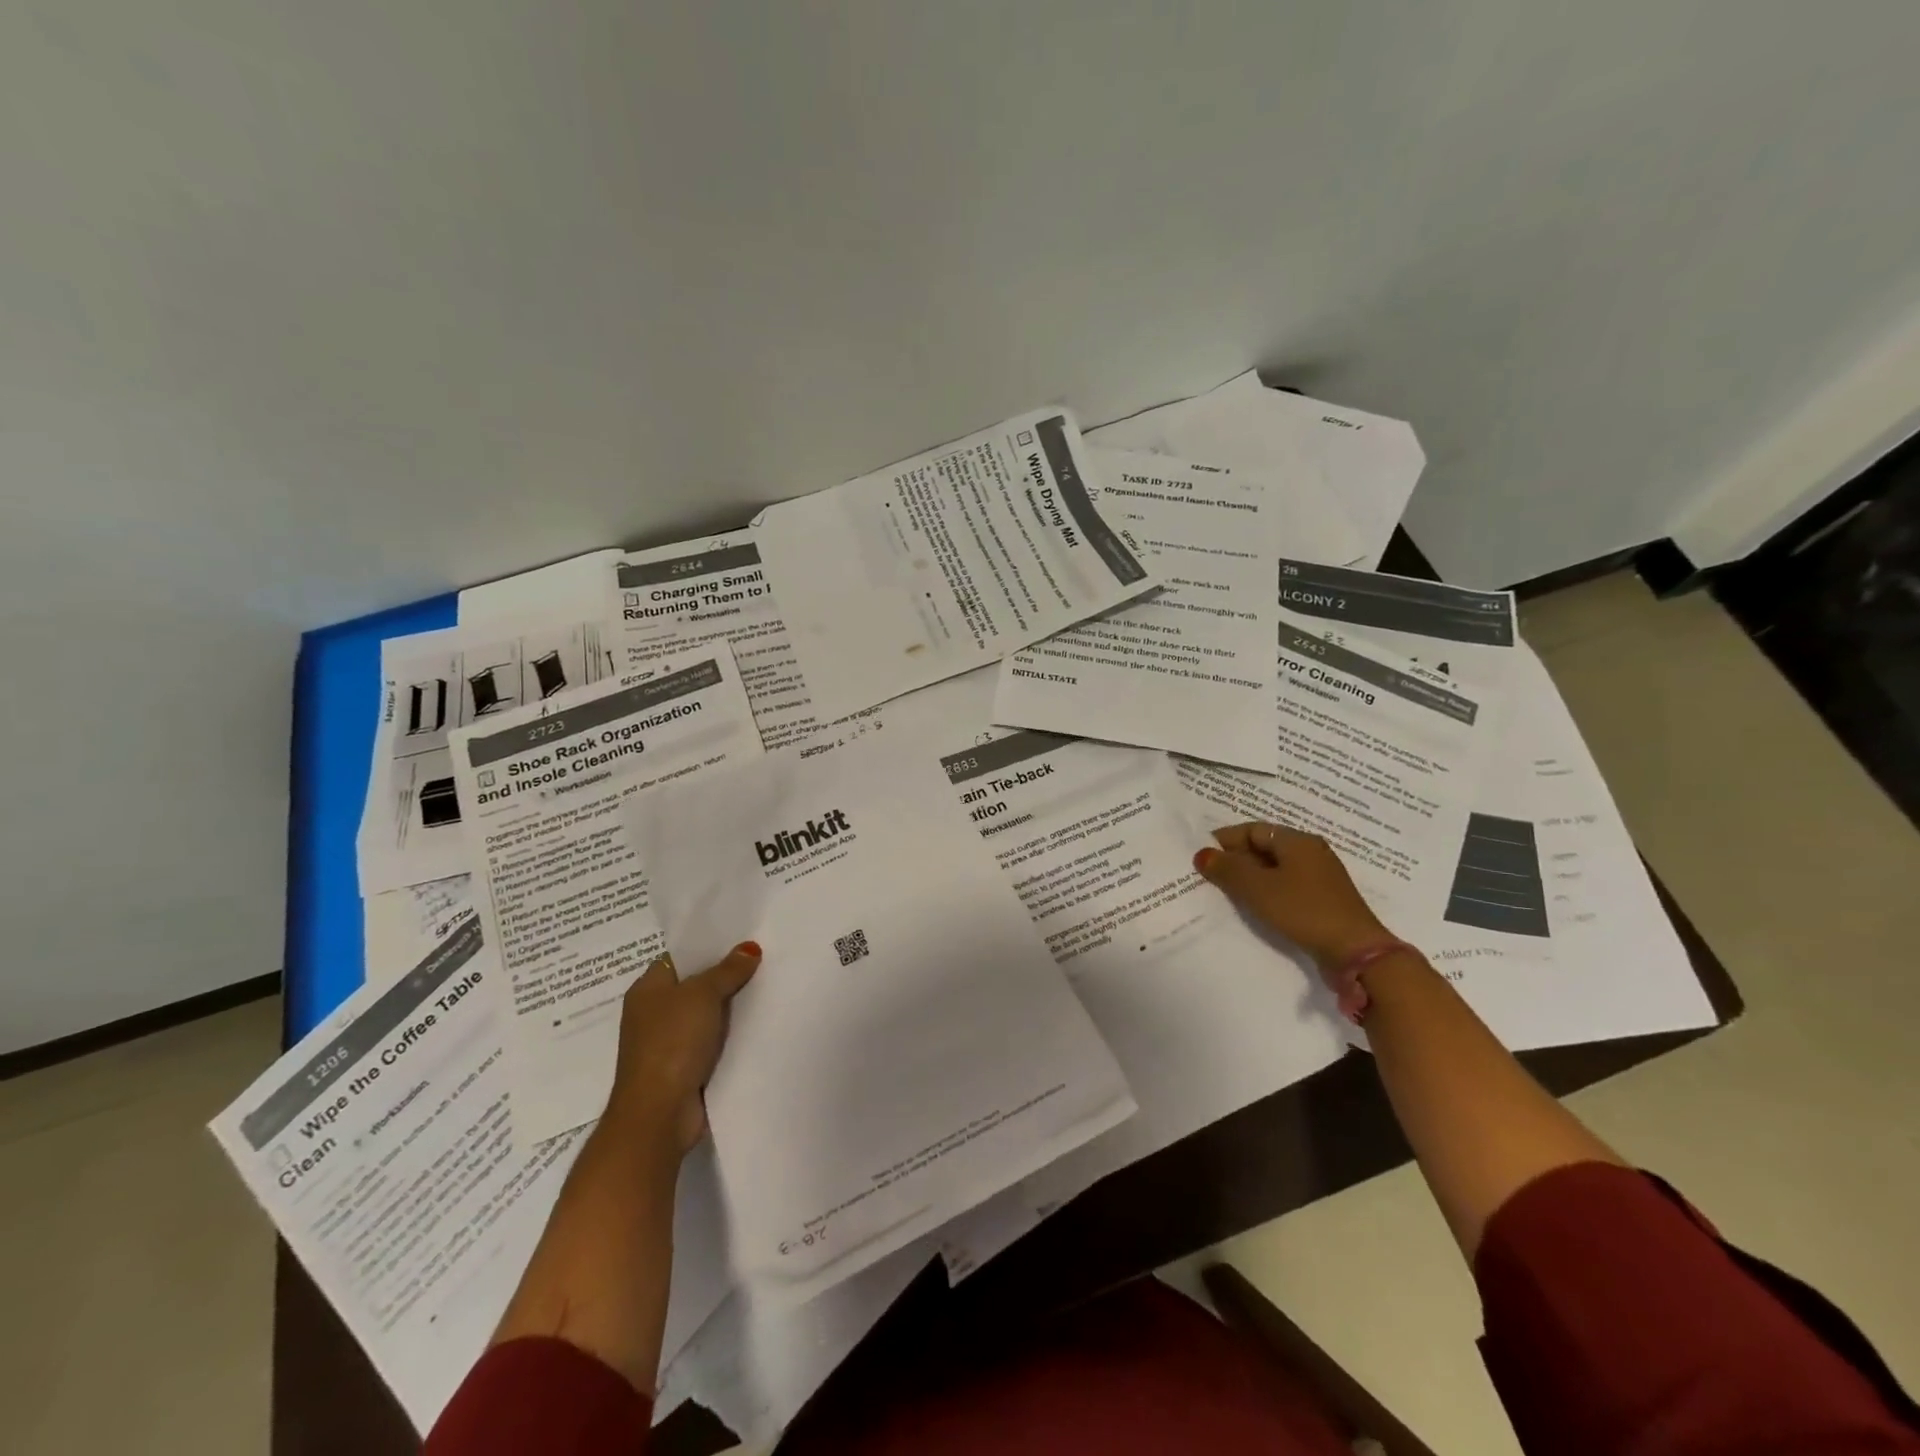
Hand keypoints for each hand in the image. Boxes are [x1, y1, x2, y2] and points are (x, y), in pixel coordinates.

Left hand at [607, 942, 760, 1153]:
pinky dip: (731, 1035)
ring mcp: (668, 1043)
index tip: (742, 937)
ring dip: (731, 1007)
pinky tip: (758, 1024)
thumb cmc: (672, 1043)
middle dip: (726, 975)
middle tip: (764, 957)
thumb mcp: (703, 995)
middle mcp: (654, 1013)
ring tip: (768, 985)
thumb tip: (749, 948)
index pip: (679, 957)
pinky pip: (712, 1041)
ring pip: (707, 1015)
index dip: (708, 946)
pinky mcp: (684, 1068)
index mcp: (647, 989)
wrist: (659, 1114)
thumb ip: (727, 970)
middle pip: (695, 985)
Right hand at [1195, 823, 1394, 973]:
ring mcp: (1320, 877)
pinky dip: (1267, 891)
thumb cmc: (1303, 910)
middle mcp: (1311, 852)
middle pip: (1264, 847)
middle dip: (1235, 859)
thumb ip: (1227, 869)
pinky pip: (1287, 886)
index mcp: (1297, 840)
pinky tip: (1254, 907)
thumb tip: (1202, 854)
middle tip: (1209, 876)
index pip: (1252, 829)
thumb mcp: (1257, 888)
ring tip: (1226, 892)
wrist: (1356, 953)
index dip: (1225, 840)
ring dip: (1250, 877)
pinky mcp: (1324, 900)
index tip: (1202, 856)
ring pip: (1275, 868)